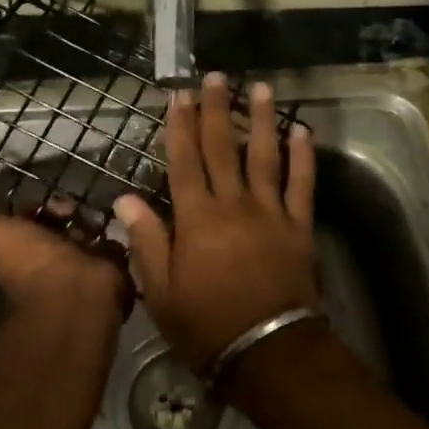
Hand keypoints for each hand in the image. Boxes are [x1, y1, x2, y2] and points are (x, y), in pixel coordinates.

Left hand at [0, 193, 128, 317]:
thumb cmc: (31, 263)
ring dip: (92, 221)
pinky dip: (117, 233)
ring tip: (101, 209)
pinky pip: (114, 246)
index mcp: (24, 251)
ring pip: (88, 234)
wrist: (74, 293)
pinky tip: (122, 217)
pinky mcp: (110, 270)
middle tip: (75, 205)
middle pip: (59, 227)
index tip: (47, 200)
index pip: (30, 222)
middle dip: (67, 212)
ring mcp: (81, 267)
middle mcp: (51, 260)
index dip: (37, 208)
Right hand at [115, 72, 319, 372]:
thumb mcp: (161, 291)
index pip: (184, 160)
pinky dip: (303, 157)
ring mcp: (270, 211)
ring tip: (261, 88)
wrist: (268, 352)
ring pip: (264, 156)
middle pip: (223, 147)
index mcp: (197, 218)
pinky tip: (302, 130)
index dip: (180, 125)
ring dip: (261, 120)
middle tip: (218, 76)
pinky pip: (302, 184)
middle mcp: (233, 204)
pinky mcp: (298, 226)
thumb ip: (146, 241)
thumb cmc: (206, 326)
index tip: (180, 93)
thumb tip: (125, 198)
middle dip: (217, 109)